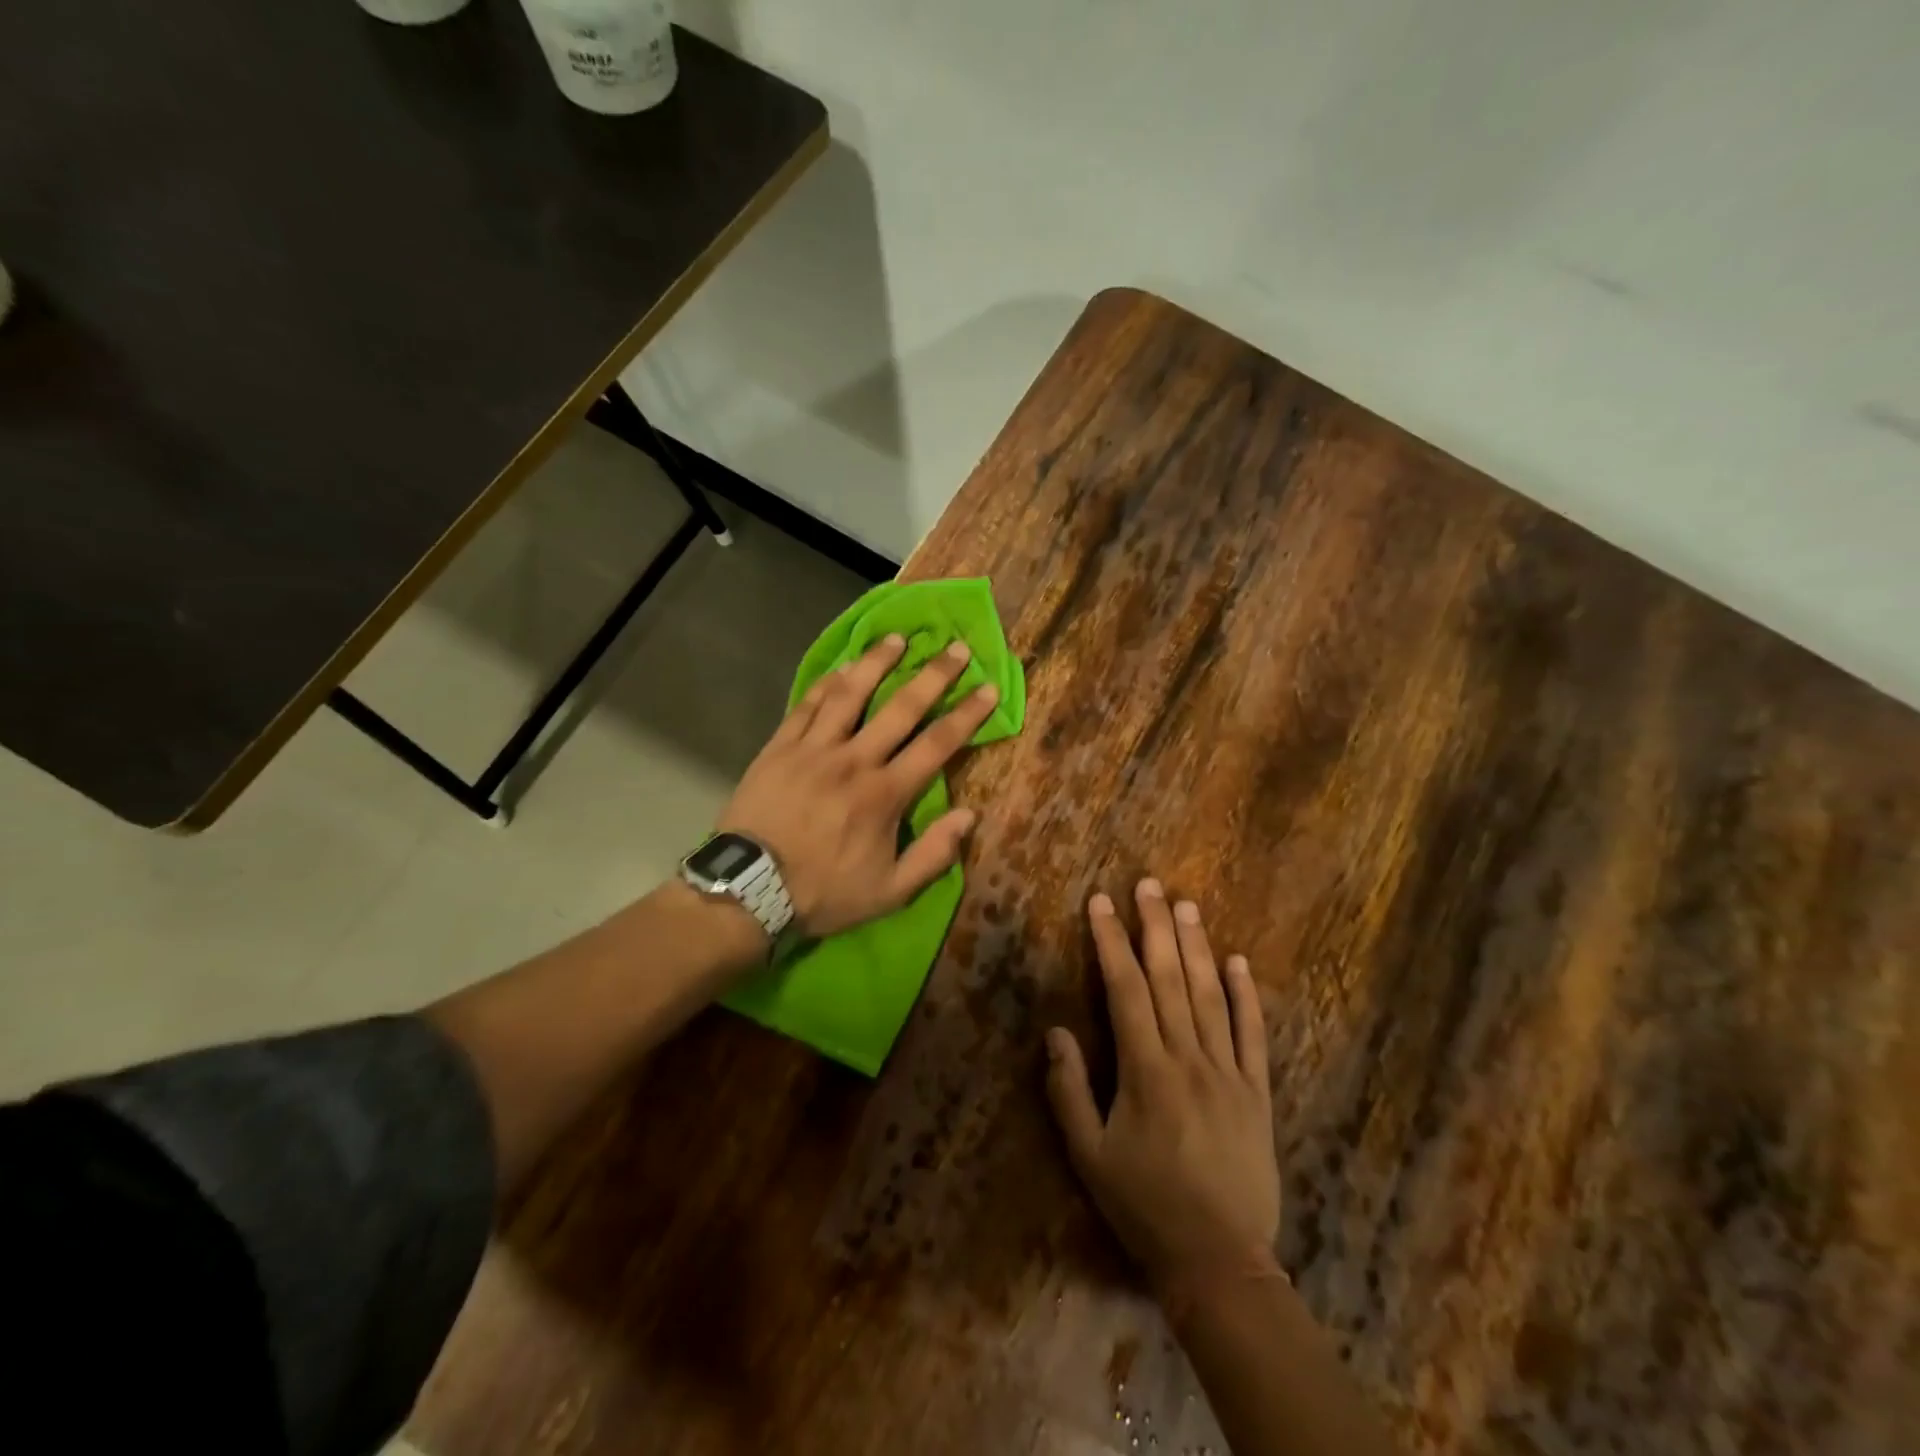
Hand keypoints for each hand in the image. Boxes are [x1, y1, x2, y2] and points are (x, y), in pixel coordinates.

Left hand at [718, 633, 998, 937]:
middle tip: (956, 648)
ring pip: (850, 694)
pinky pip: (807, 705)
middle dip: (934, 675)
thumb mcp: (890, 892)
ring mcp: (814, 749)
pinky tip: (842, 668)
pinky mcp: (780, 747)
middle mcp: (854, 760)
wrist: (748, 890)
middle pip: (901, 707)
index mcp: (885, 794)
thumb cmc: (823, 892)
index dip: (967, 714)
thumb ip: (933, 855)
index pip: (937, 744)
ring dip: (877, 662)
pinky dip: (827, 683)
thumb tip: (969, 816)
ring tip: (897, 639)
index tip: (988, 688)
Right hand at [1045, 879, 1278, 1287]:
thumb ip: (1068, 1090)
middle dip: (1155, 926)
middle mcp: (1188, 1058)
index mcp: (1145, 1070)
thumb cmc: (1144, 1206)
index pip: (1126, 989)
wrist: (1219, 1261)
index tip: (1100, 903)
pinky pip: (1253, 1034)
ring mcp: (1229, 1072)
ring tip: (1186, 905)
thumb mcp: (1089, 1155)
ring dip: (1197, 946)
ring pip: (1211, 995)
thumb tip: (1056, 1031)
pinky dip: (1247, 995)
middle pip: (1170, 978)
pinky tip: (1239, 961)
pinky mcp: (1258, 1091)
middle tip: (1148, 884)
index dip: (1111, 942)